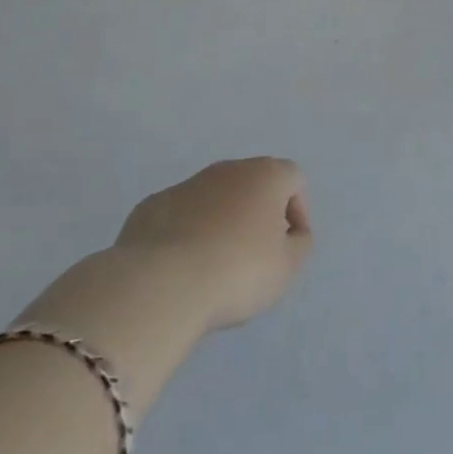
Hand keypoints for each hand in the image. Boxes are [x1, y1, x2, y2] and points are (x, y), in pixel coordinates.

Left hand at [113, 158, 313, 332]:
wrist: (161, 284)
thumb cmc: (238, 271)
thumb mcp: (288, 267)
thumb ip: (300, 244)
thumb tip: (292, 233)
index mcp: (266, 175)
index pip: (294, 179)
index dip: (298, 211)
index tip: (289, 246)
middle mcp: (228, 169)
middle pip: (253, 184)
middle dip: (258, 214)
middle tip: (255, 255)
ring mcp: (186, 185)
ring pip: (214, 198)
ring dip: (221, 222)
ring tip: (215, 265)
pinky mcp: (152, 206)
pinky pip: (180, 215)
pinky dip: (187, 233)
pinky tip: (181, 266)